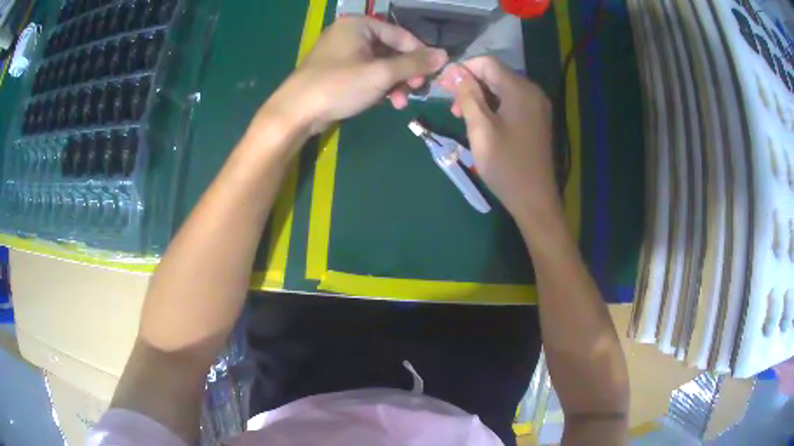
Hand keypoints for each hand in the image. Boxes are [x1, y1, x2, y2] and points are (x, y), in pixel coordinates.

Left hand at [259, 16, 447, 137]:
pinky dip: (379, 86)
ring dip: (395, 83)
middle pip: (391, 49)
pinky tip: (388, 102)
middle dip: (405, 73)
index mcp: (358, 25)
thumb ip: (413, 64)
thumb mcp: (380, 74)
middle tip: (416, 90)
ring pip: (380, 64)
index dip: (419, 53)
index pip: (400, 34)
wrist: (296, 113)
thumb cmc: (338, 86)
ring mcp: (343, 52)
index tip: (432, 74)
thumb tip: (444, 55)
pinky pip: (367, 73)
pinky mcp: (338, 71)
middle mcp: (351, 33)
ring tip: (401, 102)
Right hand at [438, 57, 560, 225]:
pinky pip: (511, 101)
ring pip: (501, 87)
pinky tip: (481, 121)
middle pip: (495, 74)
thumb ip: (468, 96)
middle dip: (470, 83)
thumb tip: (454, 71)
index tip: (442, 85)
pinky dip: (493, 105)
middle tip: (450, 104)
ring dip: (479, 95)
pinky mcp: (536, 118)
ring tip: (461, 115)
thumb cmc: (505, 165)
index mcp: (519, 90)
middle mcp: (532, 91)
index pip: (487, 62)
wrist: (534, 199)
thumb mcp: (480, 129)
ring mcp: (536, 106)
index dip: (462, 69)